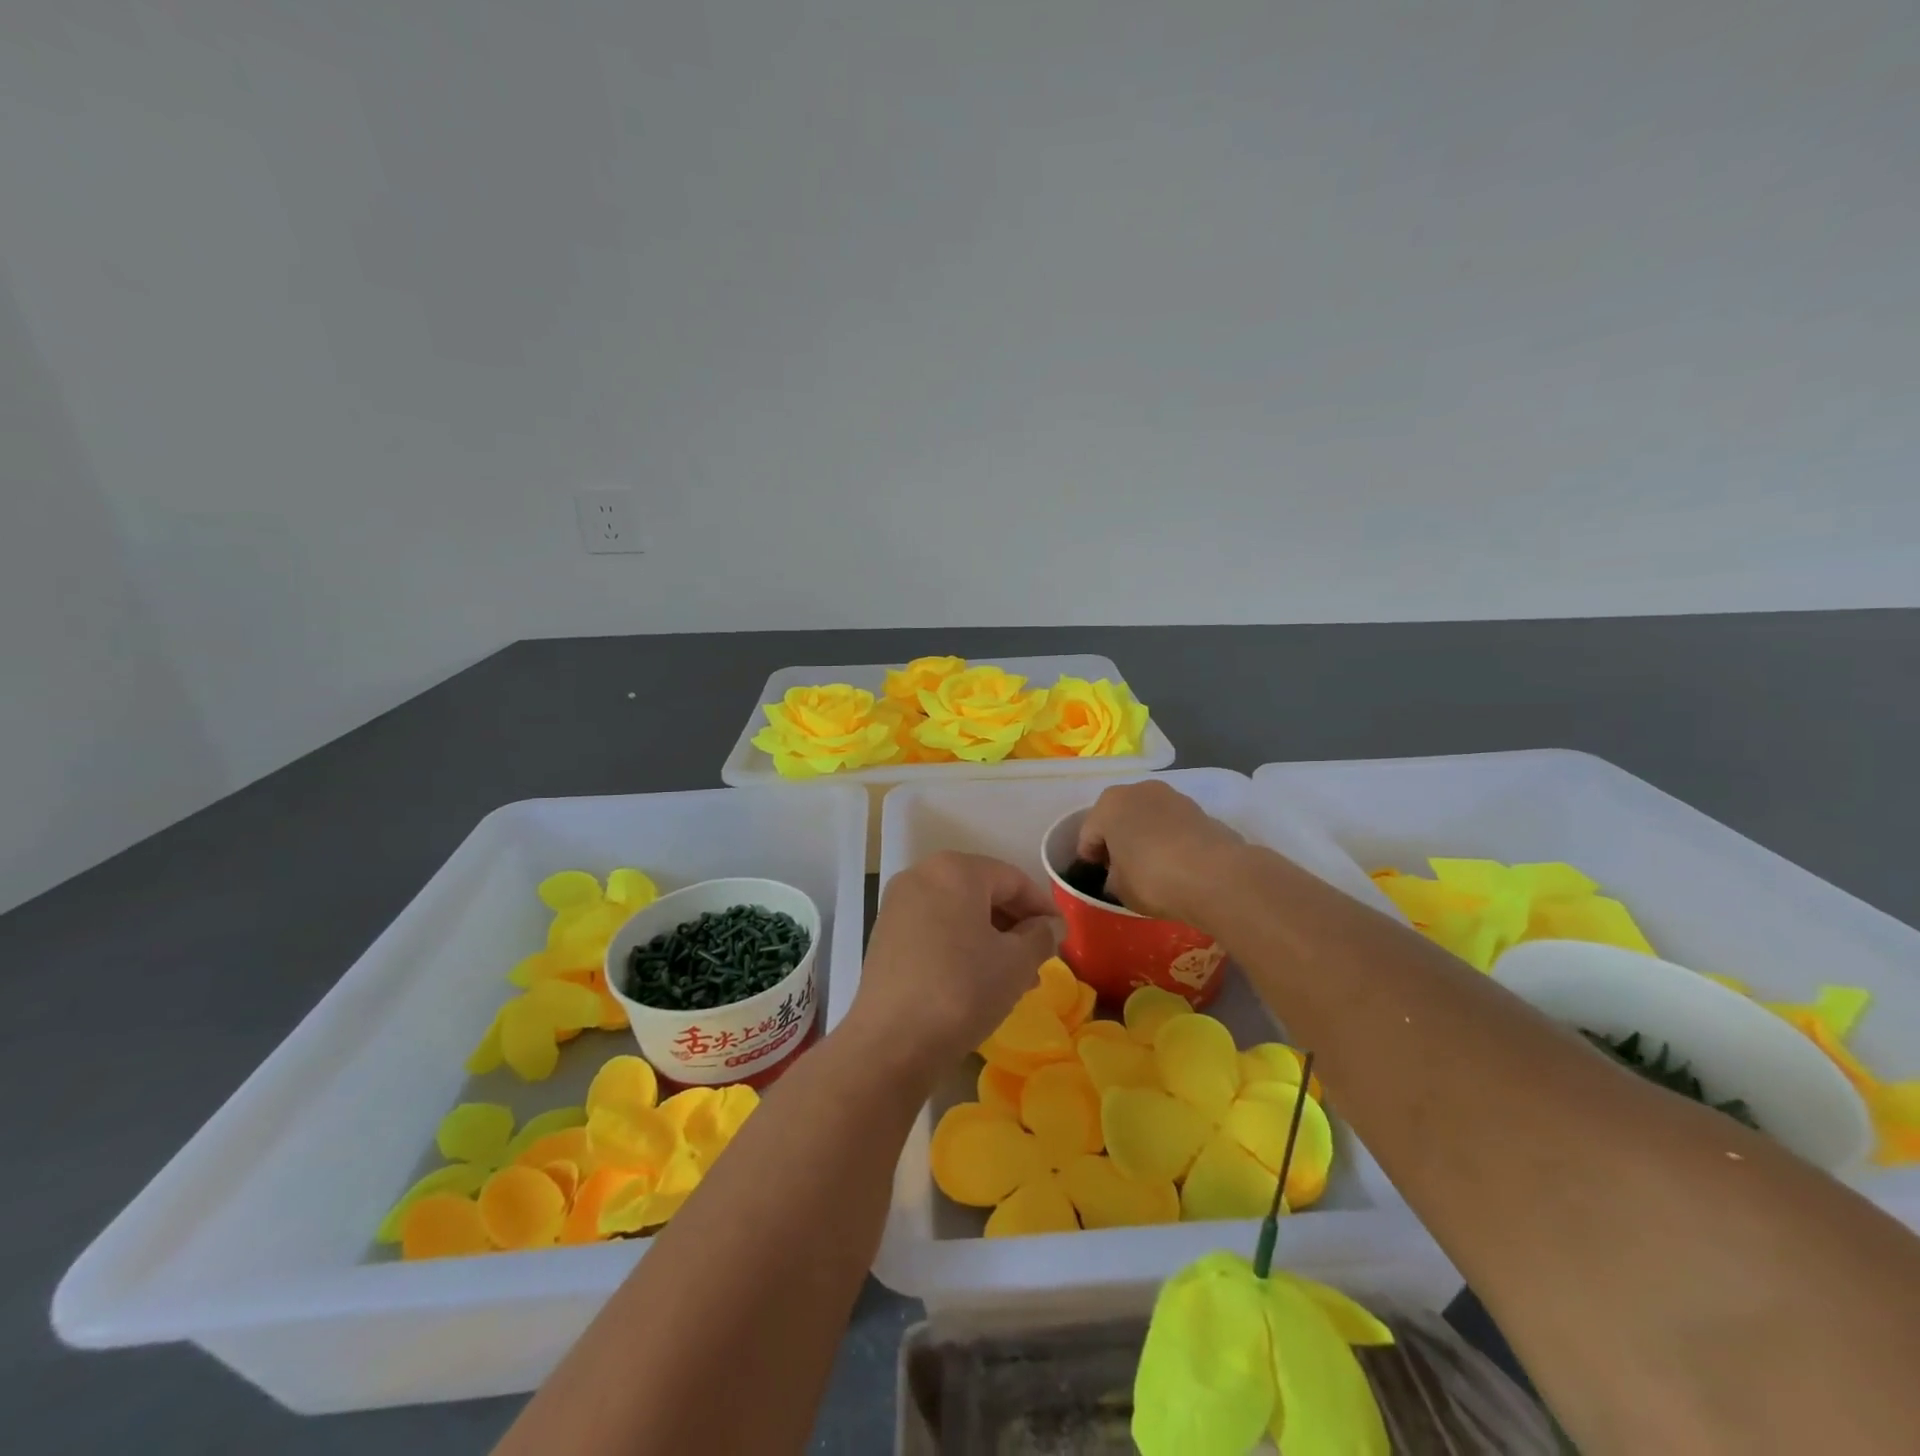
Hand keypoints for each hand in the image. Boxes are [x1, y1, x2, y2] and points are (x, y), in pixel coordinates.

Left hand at [850, 852, 1063, 1073]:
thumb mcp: (1016, 963)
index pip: (1013, 879)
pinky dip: (960, 945)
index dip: (1043, 907)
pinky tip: (978, 980)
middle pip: (983, 891)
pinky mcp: (885, 935)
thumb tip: (1049, 926)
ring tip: (1015, 976)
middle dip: (1015, 924)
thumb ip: (1040, 936)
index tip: (1062, 935)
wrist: (891, 1042)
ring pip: (958, 913)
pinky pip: (935, 929)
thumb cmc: (962, 990)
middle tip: (1040, 957)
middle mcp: (922, 876)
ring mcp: (898, 905)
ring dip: (990, 938)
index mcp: (955, 870)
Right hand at [1076, 781, 1246, 926]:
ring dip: (1144, 836)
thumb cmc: (1153, 879)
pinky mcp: (1200, 809)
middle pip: (1118, 818)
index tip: (1096, 877)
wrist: (1216, 876)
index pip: (1088, 834)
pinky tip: (1176, 863)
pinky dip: (1169, 839)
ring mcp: (1172, 796)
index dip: (1090, 858)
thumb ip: (1112, 877)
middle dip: (1117, 840)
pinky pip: (1173, 826)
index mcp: (1108, 805)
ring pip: (1147, 818)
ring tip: (1151, 867)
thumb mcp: (1119, 889)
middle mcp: (1138, 790)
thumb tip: (1119, 875)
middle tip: (1121, 870)